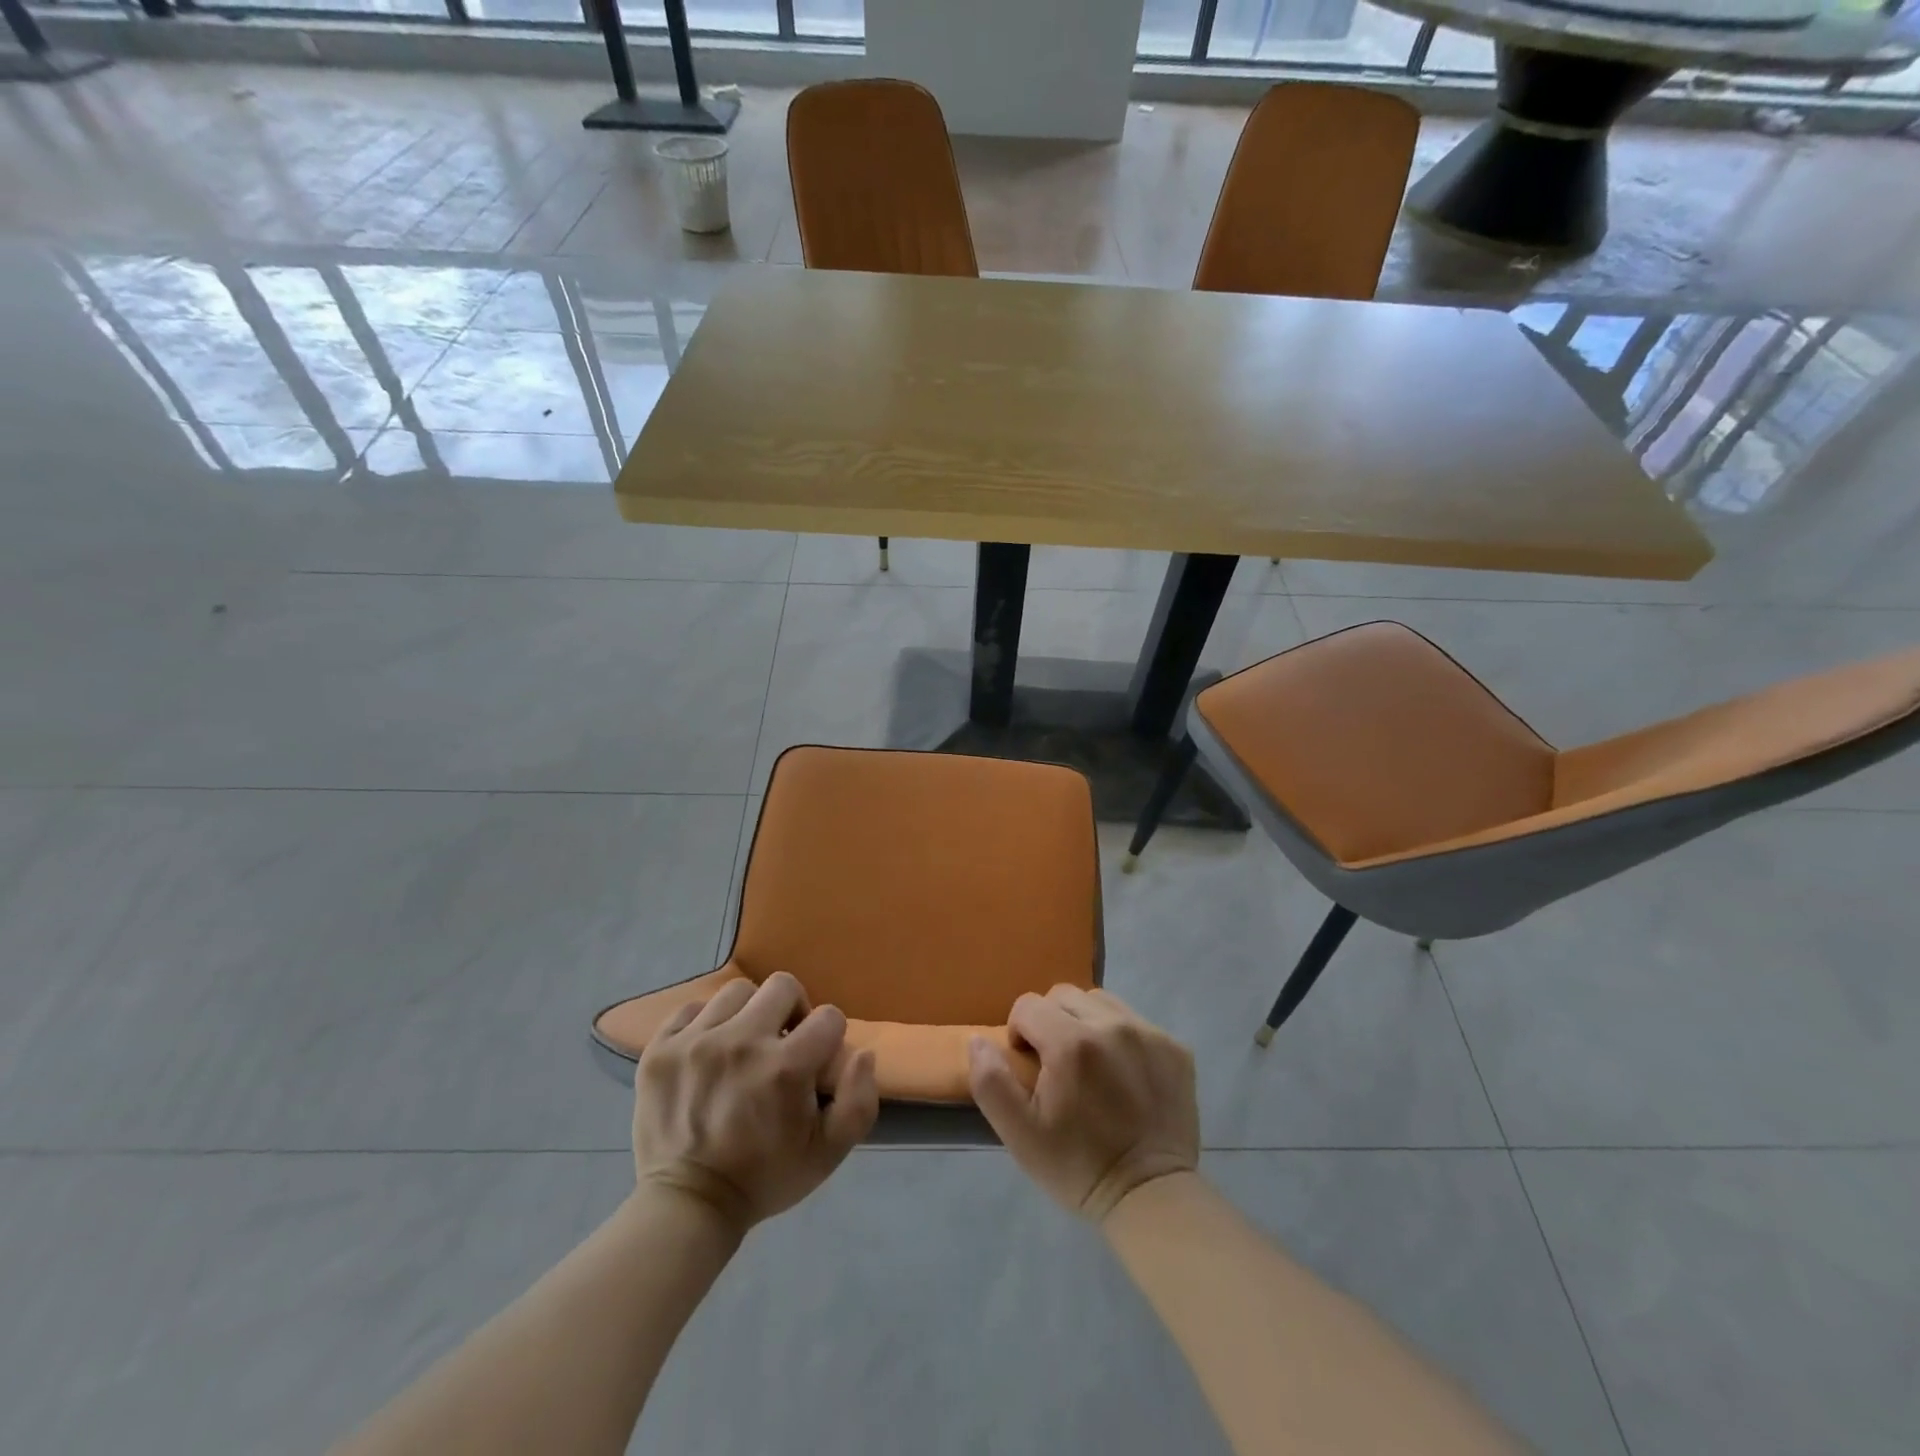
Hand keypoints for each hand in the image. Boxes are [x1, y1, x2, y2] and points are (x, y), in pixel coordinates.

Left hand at [632, 972, 877, 1236]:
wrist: (688, 1206)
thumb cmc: (764, 1177)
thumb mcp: (829, 1153)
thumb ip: (859, 1101)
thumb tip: (862, 1053)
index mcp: (786, 1067)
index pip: (828, 1017)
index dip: (828, 1038)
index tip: (814, 1062)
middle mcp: (742, 1042)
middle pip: (783, 986)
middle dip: (792, 1010)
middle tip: (782, 1042)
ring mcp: (696, 1042)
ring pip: (738, 992)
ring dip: (748, 1014)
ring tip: (742, 1045)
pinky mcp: (661, 1048)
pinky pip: (691, 1008)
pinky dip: (704, 1023)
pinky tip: (707, 1051)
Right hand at [968, 986, 1198, 1222]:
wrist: (1151, 1196)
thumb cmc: (1078, 1166)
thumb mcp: (1020, 1134)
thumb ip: (991, 1081)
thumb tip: (978, 1039)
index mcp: (1071, 1042)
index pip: (1028, 1005)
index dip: (1019, 1032)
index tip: (1029, 1067)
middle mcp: (1111, 1025)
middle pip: (1064, 995)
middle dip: (1051, 1021)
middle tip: (1057, 1064)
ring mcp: (1148, 1033)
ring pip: (1101, 1001)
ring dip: (1086, 1022)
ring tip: (1090, 1064)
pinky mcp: (1175, 1047)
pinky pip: (1136, 1022)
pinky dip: (1121, 1037)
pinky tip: (1123, 1074)